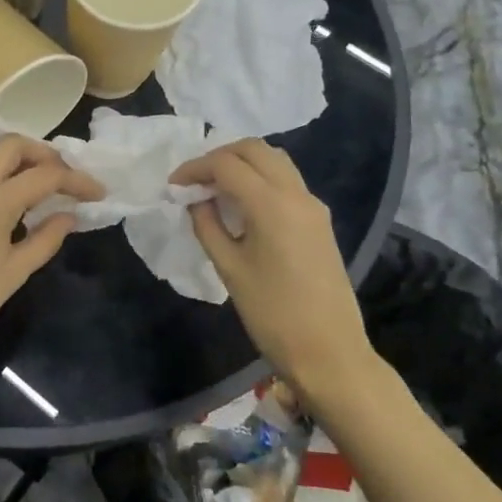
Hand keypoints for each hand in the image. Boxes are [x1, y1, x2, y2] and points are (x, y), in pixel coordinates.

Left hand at [0, 135, 104, 363]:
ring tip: (23, 179)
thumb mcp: (15, 273)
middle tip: (60, 178)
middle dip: (43, 155)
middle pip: (12, 146)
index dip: (77, 181)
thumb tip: (69, 215)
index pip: (47, 176)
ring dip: (7, 156)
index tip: (96, 193)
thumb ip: (46, 239)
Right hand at [170, 139, 376, 403]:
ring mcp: (312, 206)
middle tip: (194, 181)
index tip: (172, 185)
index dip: (194, 168)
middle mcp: (296, 194)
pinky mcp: (319, 221)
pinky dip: (259, 178)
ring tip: (214, 188)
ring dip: (242, 164)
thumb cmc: (272, 313)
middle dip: (219, 156)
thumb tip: (195, 201)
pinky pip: (286, 181)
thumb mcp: (228, 268)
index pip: (226, 164)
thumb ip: (207, 226)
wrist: (329, 352)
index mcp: (271, 204)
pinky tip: (240, 204)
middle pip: (255, 150)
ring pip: (275, 160)